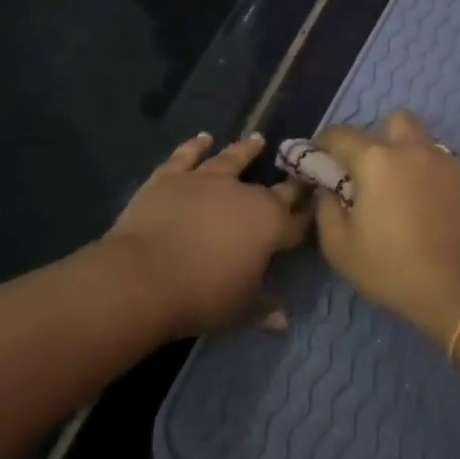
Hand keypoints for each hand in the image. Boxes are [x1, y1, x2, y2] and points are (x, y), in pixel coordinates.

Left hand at [106, 131, 312, 338]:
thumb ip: (264, 306)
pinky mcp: (170, 177)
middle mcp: (244, 194)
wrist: (143, 276)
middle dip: (289, 185)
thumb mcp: (240, 308)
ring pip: (231, 159)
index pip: (296, 221)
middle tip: (299, 176)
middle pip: (273, 189)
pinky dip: (195, 146)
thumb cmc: (202, 295)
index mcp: (270, 224)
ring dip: (245, 150)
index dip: (306, 217)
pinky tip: (203, 138)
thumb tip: (283, 320)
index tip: (315, 210)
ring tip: (257, 139)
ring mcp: (205, 180)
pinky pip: (186, 156)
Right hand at [312, 110, 459, 340]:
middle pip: (395, 120)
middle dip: (378, 137)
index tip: (319, 161)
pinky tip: (430, 211)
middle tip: (370, 170)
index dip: (324, 144)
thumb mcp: (339, 246)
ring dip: (409, 156)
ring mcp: (449, 164)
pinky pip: (446, 169)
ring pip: (425, 142)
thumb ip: (325, 208)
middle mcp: (415, 150)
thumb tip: (327, 189)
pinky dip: (433, 179)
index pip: (341, 134)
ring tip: (403, 192)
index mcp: (377, 160)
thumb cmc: (392, 268)